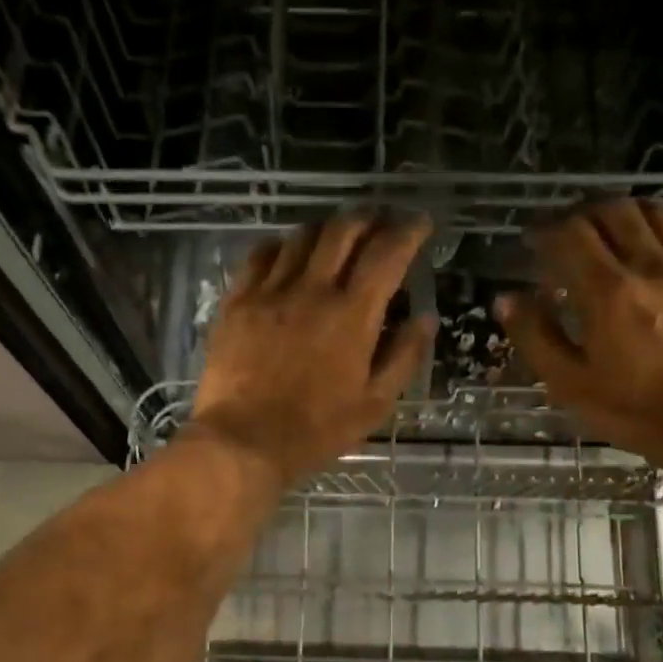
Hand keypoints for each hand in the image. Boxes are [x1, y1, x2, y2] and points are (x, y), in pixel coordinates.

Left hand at [191, 212, 436, 484]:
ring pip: (302, 236)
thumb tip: (425, 317)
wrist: (243, 442)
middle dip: (369, 219)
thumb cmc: (316, 430)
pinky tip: (288, 256)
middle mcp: (312, 290)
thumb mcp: (374, 404)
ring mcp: (270, 292)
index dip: (408, 231)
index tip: (420, 223)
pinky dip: (282, 246)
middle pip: (343, 230)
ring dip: (327, 229)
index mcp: (352, 315)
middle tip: (380, 225)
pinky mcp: (237, 301)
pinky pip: (261, 255)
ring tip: (337, 239)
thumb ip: (404, 357)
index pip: (386, 254)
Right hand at [496, 200, 662, 481]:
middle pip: (616, 211)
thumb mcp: (570, 384)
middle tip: (570, 231)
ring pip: (660, 214)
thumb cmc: (634, 411)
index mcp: (608, 292)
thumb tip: (506, 298)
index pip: (572, 234)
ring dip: (629, 214)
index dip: (547, 229)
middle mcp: (652, 267)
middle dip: (585, 213)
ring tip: (614, 231)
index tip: (534, 240)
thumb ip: (535, 337)